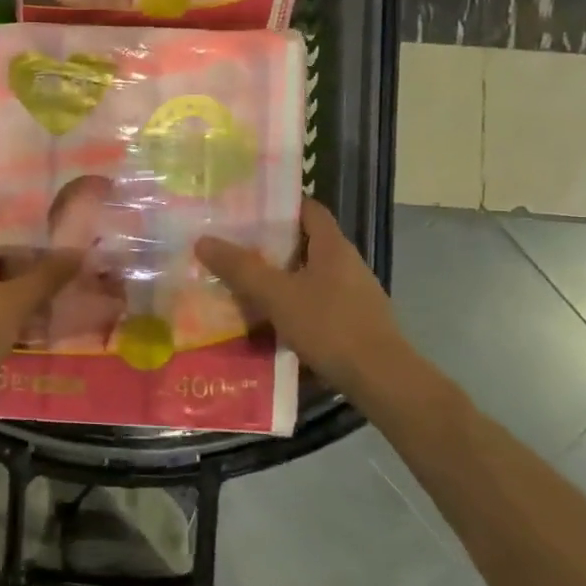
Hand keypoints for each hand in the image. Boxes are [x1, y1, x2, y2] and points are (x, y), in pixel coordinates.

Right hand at [196, 199, 402, 393]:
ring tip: (244, 283)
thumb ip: (240, 268)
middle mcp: (347, 263)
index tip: (247, 208)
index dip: (280, 205)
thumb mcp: (277, 295)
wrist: (382, 380)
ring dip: (281, 277)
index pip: (309, 209)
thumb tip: (203, 240)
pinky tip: (270, 321)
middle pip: (306, 242)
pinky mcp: (354, 322)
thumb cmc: (330, 326)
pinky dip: (294, 305)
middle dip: (271, 244)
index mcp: (333, 246)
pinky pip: (317, 302)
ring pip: (309, 275)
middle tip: (234, 246)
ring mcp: (354, 294)